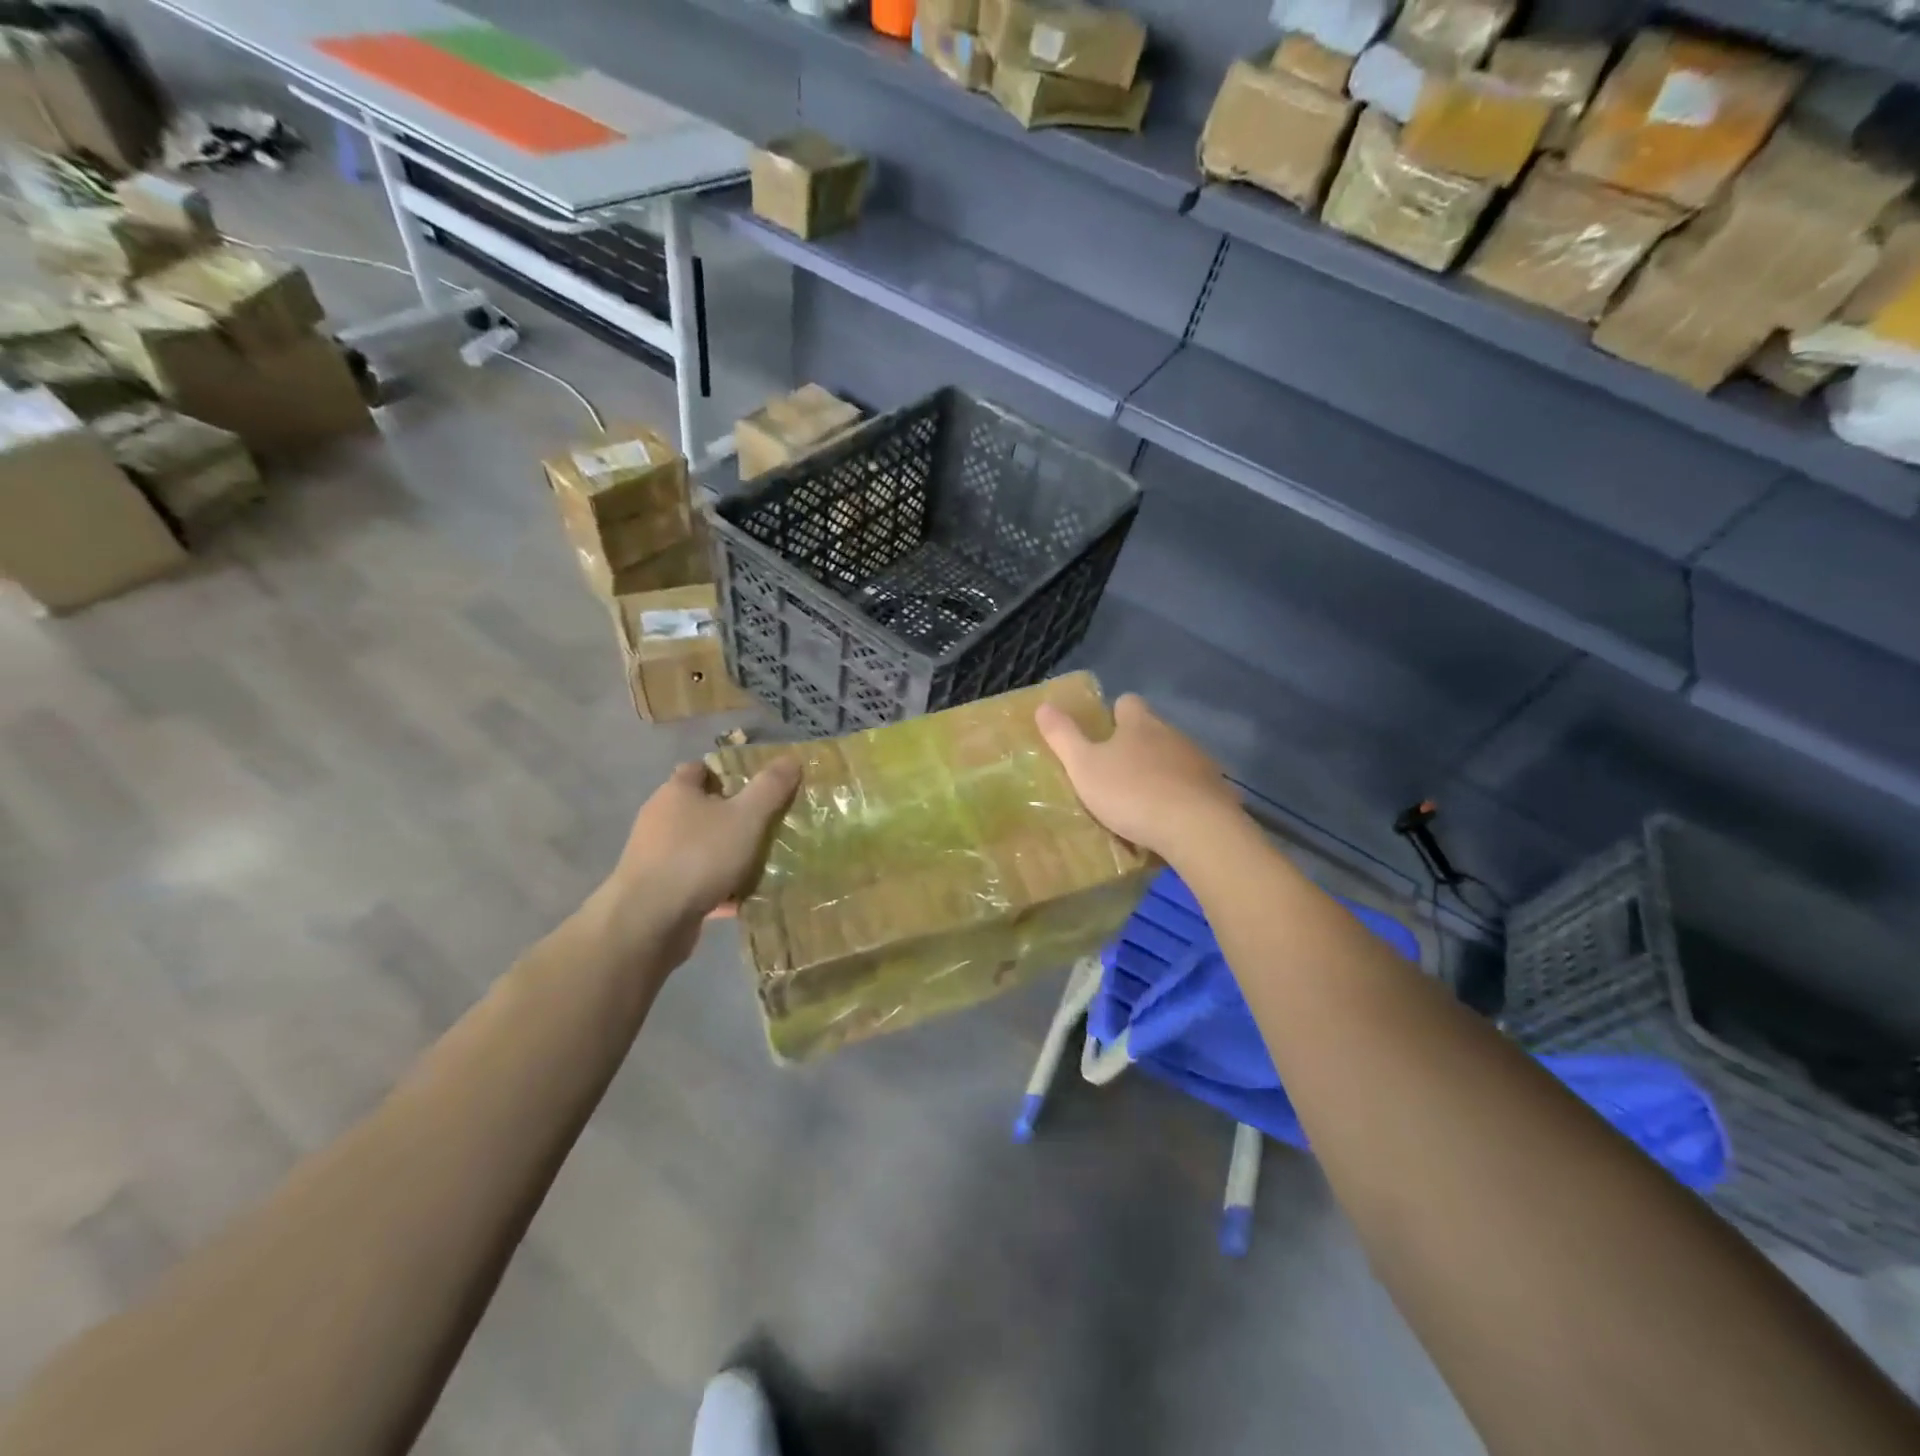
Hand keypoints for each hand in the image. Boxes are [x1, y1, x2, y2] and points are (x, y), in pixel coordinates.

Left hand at [592, 758, 800, 962]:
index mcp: (677, 791)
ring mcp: (656, 856)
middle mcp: (660, 818)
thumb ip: (770, 787)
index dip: (729, 772)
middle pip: (702, 808)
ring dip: (727, 853)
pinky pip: (696, 880)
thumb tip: (790, 759)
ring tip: (762, 863)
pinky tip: (742, 898)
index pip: (701, 768)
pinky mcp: (658, 890)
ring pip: (700, 846)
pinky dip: (717, 886)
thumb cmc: (698, 856)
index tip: (759, 786)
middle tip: (768, 825)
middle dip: (733, 816)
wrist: (648, 921)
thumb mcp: (746, 817)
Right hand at [1036, 693, 1242, 860]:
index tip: (1103, 732)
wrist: (1197, 828)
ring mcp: (1199, 762)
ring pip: (1174, 758)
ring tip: (1141, 799)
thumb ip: (1063, 737)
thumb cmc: (1132, 792)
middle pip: (1153, 730)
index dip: (1114, 713)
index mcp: (1140, 723)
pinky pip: (1192, 786)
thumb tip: (1043, 705)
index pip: (1127, 702)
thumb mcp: (1084, 766)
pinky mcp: (1217, 791)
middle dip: (1136, 745)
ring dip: (1159, 771)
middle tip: (1115, 771)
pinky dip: (1180, 796)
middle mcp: (1173, 734)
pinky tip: (1168, 818)